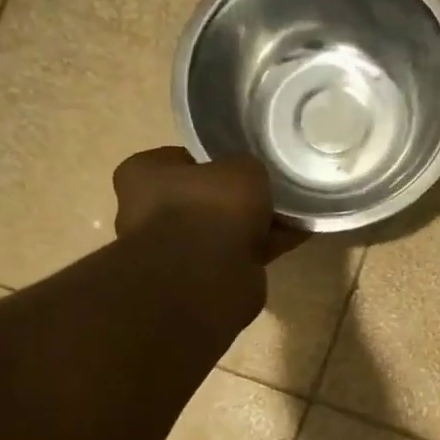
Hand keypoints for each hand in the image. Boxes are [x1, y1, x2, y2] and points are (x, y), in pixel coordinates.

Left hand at [112, 148, 305, 263]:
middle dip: (238, 199)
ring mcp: (174, 251)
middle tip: (273, 192)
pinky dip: (264, 247)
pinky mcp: (199, 279)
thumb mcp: (242, 169)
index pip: (183, 159)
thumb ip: (247, 168)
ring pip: (223, 230)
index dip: (217, 161)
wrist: (205, 279)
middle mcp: (148, 213)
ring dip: (255, 225)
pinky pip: (238, 254)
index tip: (246, 165)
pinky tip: (296, 237)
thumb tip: (251, 178)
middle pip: (205, 199)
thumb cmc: (210, 209)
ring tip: (294, 215)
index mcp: (142, 176)